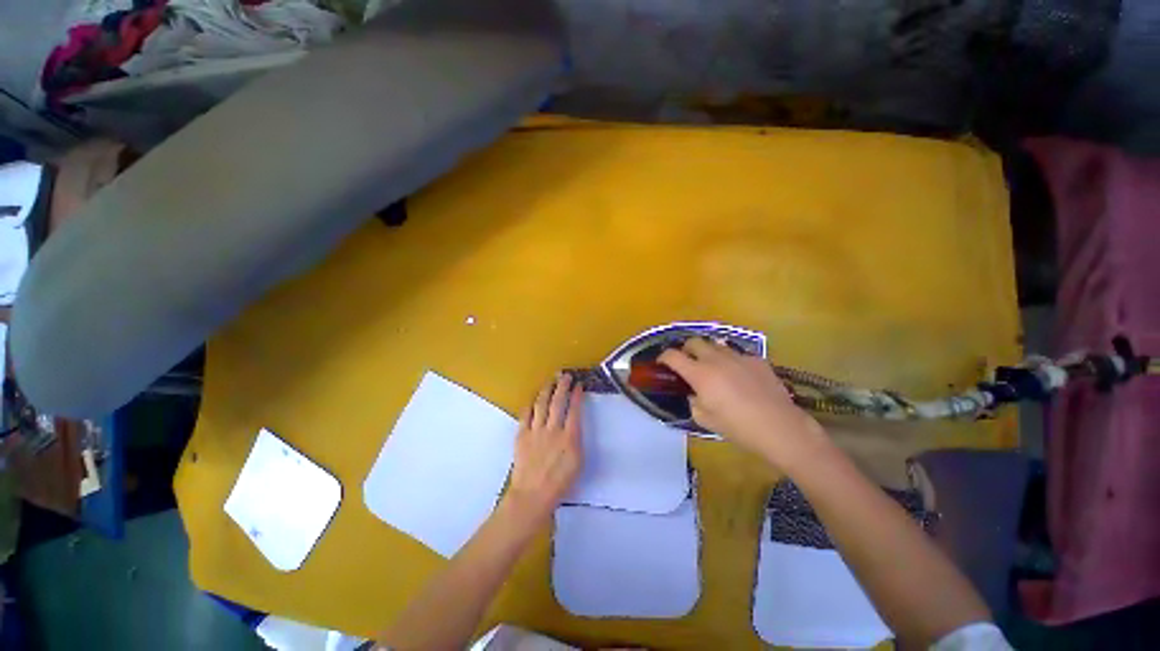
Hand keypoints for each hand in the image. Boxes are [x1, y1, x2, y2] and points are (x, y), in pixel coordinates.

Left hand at [504, 373, 584, 522]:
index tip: (578, 385)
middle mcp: (553, 429)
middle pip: (558, 402)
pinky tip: (533, 399)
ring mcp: (536, 431)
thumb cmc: (560, 482)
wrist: (533, 495)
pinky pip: (525, 415)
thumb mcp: (578, 462)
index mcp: (570, 437)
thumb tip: (574, 425)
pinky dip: (530, 405)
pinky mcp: (522, 435)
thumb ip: (576, 440)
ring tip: (550, 382)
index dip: (576, 395)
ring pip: (541, 404)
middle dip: (562, 386)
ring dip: (546, 390)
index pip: (574, 409)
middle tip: (565, 376)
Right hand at [658, 338, 826, 469]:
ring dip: (708, 352)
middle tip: (687, 362)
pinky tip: (738, 374)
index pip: (673, 356)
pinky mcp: (757, 359)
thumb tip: (694, 393)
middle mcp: (716, 359)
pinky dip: (731, 360)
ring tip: (712, 365)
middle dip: (686, 349)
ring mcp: (738, 357)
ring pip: (716, 344)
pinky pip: (737, 354)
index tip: (663, 362)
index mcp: (700, 374)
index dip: (664, 357)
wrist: (779, 427)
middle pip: (694, 341)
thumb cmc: (738, 427)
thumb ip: (693, 402)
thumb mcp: (705, 420)